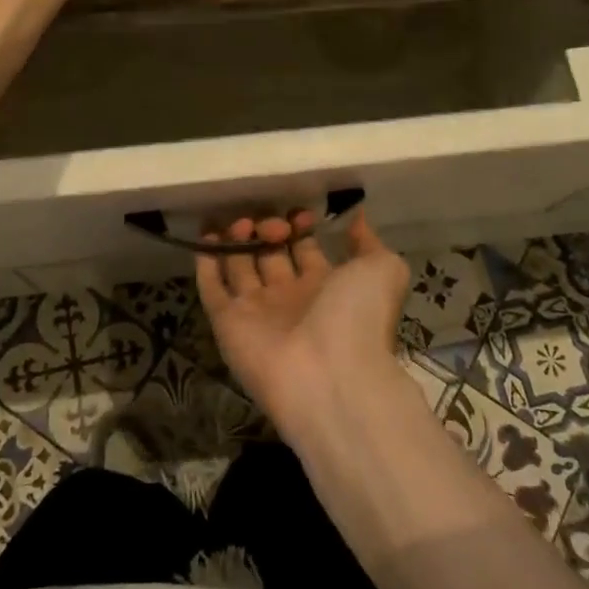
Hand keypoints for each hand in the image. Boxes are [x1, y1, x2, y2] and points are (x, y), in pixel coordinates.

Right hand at [194, 210, 411, 440]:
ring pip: (238, 266)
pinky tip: (206, 235)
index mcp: (325, 287)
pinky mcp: (227, 323)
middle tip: (271, 224)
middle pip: (269, 254)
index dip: (299, 226)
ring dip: (235, 239)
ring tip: (239, 221)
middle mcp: (288, 298)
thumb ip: (369, 242)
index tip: (299, 213)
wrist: (329, 375)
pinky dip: (206, 262)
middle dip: (267, 229)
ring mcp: (256, 311)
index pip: (304, 248)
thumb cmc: (357, 316)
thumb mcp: (382, 269)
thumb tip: (358, 218)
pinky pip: (212, 288)